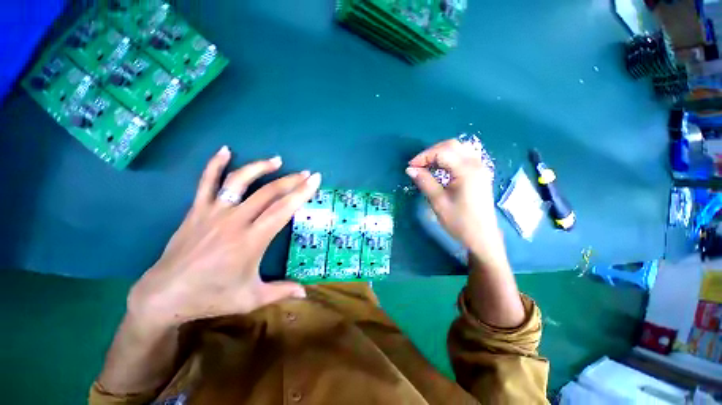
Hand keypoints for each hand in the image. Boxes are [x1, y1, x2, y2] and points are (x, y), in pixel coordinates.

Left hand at [128, 146, 320, 327]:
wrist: (164, 296)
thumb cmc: (210, 297)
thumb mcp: (251, 299)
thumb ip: (281, 292)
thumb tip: (306, 293)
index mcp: (251, 241)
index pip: (283, 210)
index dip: (301, 193)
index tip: (315, 180)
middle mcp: (234, 221)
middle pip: (268, 193)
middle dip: (291, 181)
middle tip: (307, 173)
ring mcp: (213, 213)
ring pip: (239, 181)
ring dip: (260, 168)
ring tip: (277, 160)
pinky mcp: (196, 211)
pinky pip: (205, 182)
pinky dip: (215, 164)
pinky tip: (225, 150)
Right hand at [405, 138, 497, 251]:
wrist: (482, 237)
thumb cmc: (459, 222)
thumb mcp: (438, 202)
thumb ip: (424, 181)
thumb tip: (410, 169)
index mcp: (467, 170)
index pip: (442, 152)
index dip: (423, 157)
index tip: (410, 167)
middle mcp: (476, 164)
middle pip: (452, 145)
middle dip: (431, 152)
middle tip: (418, 165)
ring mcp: (481, 168)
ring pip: (459, 148)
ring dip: (441, 152)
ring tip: (428, 165)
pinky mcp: (480, 173)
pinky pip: (465, 155)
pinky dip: (450, 157)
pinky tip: (442, 168)